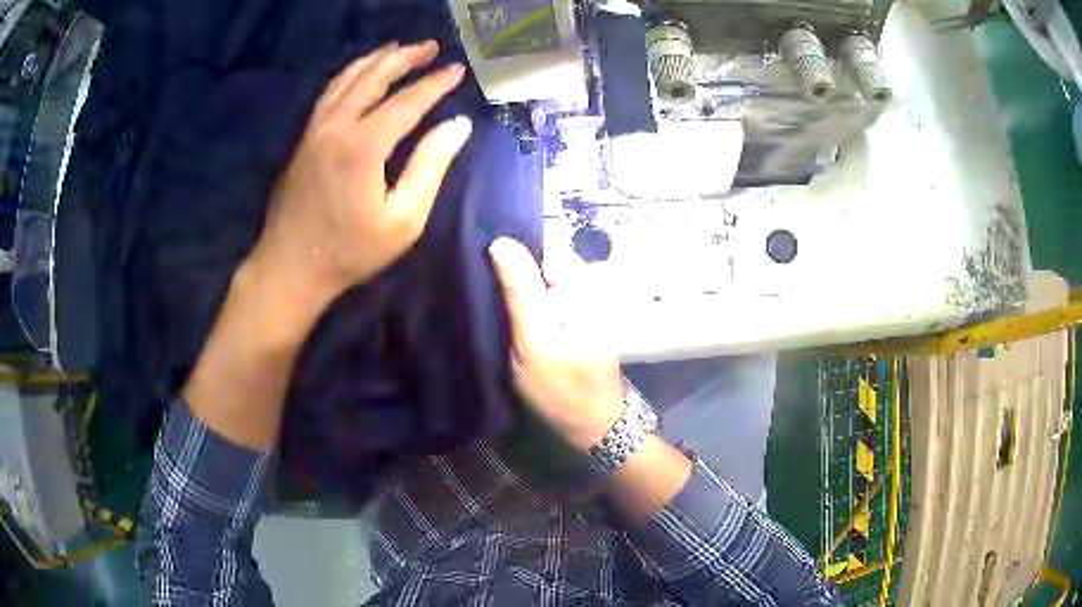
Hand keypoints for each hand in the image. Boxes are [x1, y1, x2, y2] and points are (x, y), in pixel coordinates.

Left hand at [247, 40, 471, 311]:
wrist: (290, 268)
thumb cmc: (350, 252)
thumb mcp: (403, 220)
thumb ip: (430, 166)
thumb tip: (458, 125)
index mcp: (363, 145)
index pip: (407, 101)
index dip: (435, 83)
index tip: (457, 70)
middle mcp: (336, 126)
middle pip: (373, 76)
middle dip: (404, 57)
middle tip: (431, 47)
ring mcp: (315, 130)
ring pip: (347, 79)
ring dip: (375, 60)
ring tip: (398, 49)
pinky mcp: (304, 139)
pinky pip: (329, 93)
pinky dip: (350, 75)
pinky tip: (361, 74)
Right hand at [488, 238, 624, 450]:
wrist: (592, 424)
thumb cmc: (563, 387)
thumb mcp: (535, 341)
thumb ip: (520, 291)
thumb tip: (501, 241)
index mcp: (577, 283)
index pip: (540, 241)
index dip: (508, 244)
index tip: (476, 252)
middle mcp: (581, 283)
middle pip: (536, 257)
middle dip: (508, 265)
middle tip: (475, 280)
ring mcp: (577, 299)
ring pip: (536, 277)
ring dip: (512, 283)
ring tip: (484, 293)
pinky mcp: (570, 316)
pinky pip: (540, 295)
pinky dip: (522, 299)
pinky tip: (503, 310)